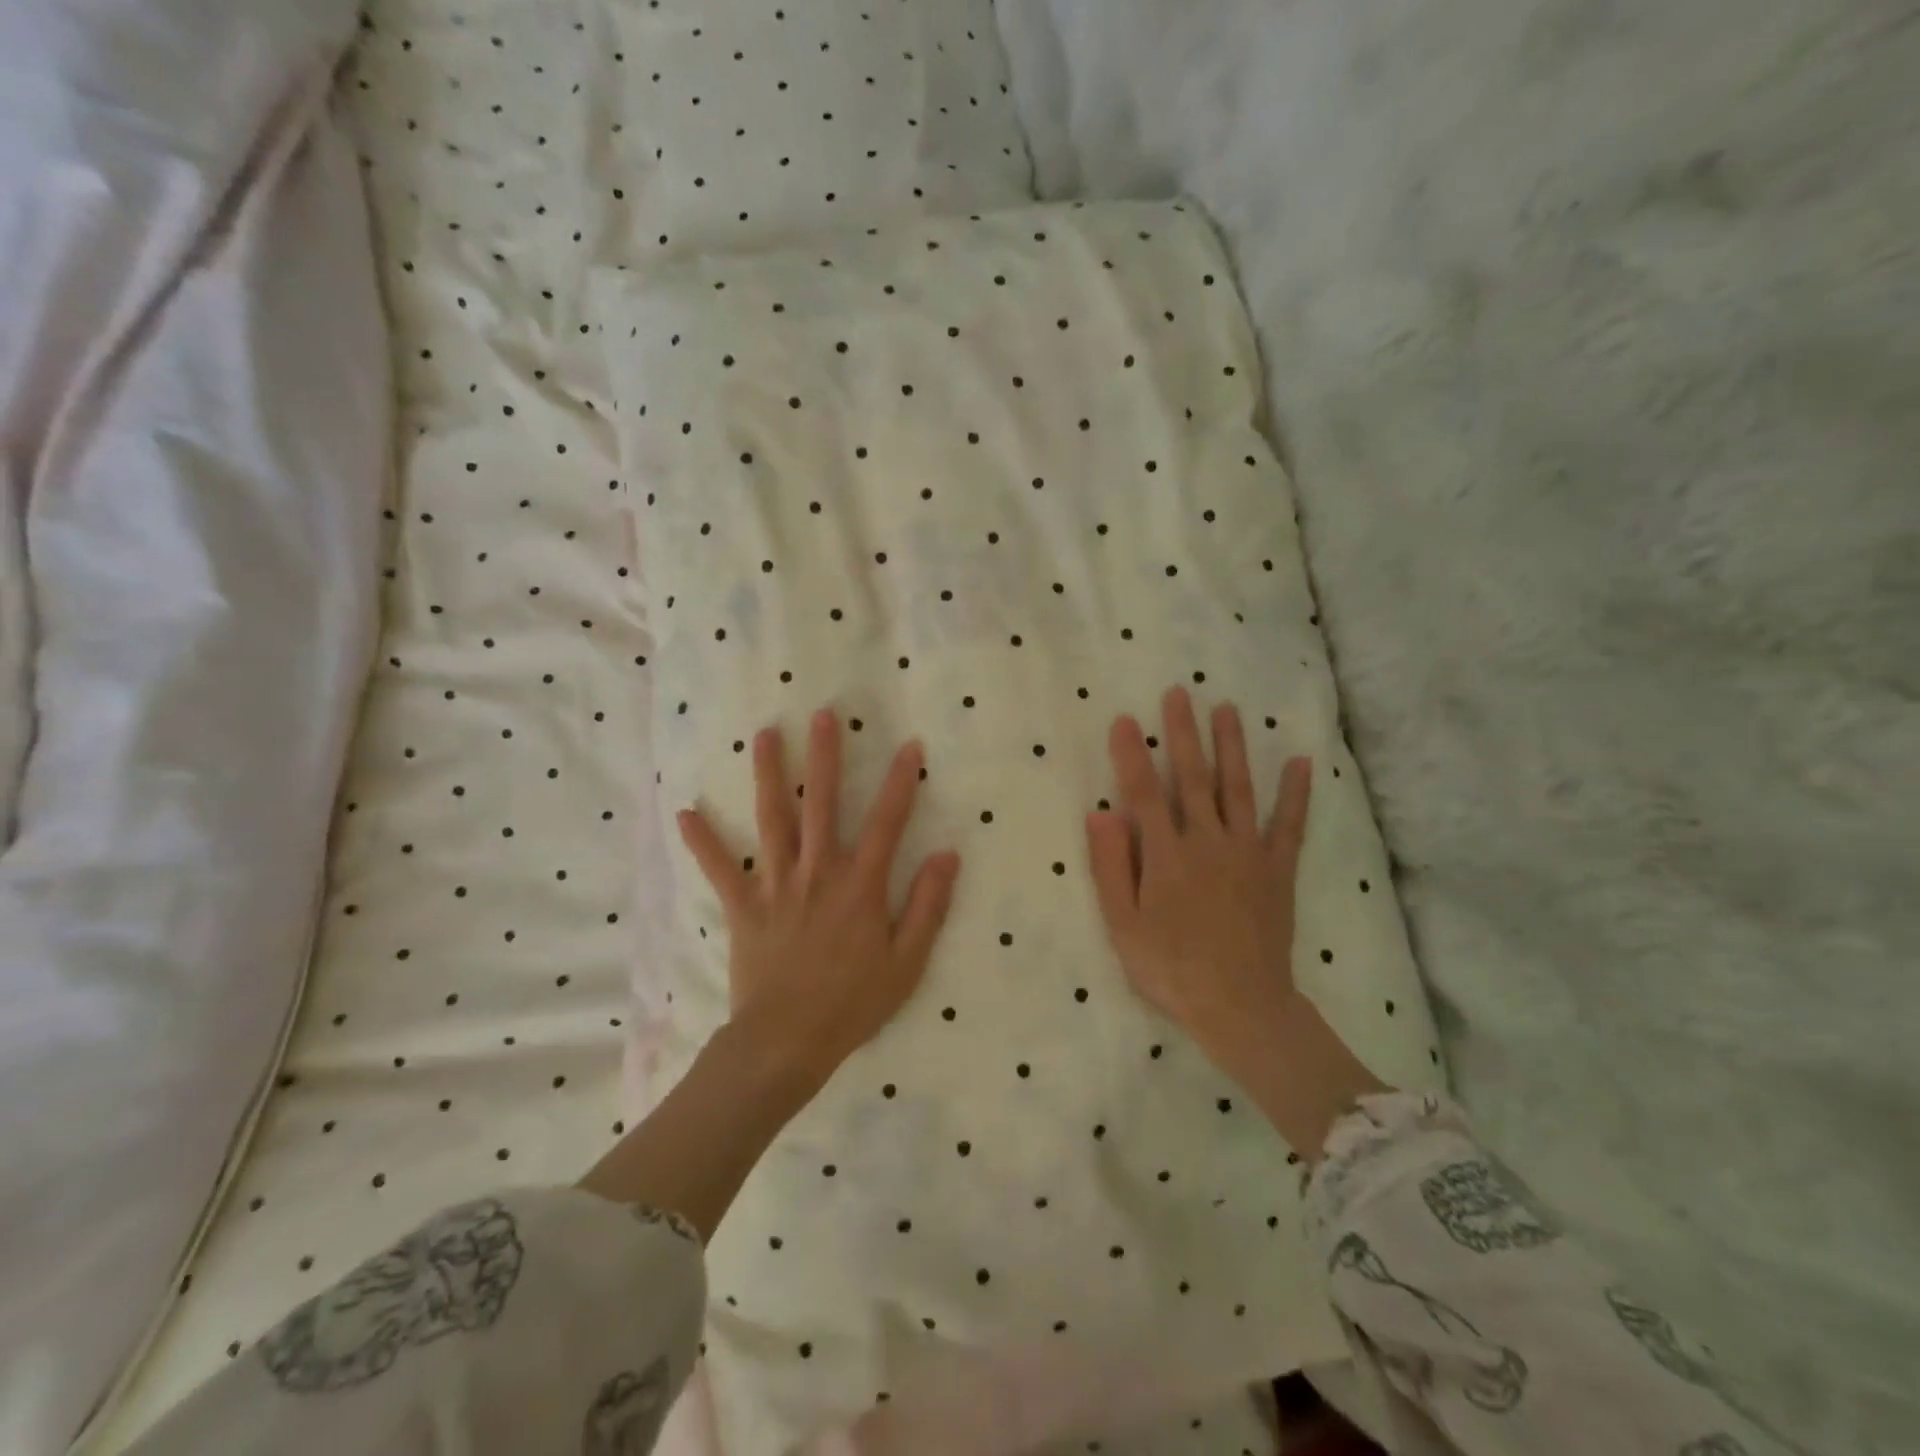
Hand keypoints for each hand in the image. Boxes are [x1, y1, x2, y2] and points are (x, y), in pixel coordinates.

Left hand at [677, 708, 962, 1096]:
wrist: (787, 1042)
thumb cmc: (853, 1003)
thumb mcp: (907, 961)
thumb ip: (927, 905)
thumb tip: (947, 855)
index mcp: (859, 885)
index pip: (886, 822)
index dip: (901, 782)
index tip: (910, 745)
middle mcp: (817, 872)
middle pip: (822, 804)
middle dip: (825, 757)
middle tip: (823, 714)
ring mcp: (776, 885)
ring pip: (772, 820)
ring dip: (770, 775)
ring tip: (765, 735)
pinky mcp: (744, 906)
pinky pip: (721, 869)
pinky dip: (703, 841)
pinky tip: (686, 812)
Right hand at [1087, 687, 1384, 1158]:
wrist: (1241, 1007)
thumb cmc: (1171, 968)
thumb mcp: (1124, 925)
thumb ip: (1111, 866)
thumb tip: (1100, 812)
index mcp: (1166, 855)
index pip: (1143, 793)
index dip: (1132, 755)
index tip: (1125, 718)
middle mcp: (1207, 842)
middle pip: (1192, 778)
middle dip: (1183, 733)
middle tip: (1179, 693)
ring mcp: (1247, 853)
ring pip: (1237, 788)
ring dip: (1231, 747)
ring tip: (1228, 709)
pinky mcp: (1278, 870)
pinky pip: (1290, 826)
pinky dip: (1296, 794)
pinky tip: (1299, 762)